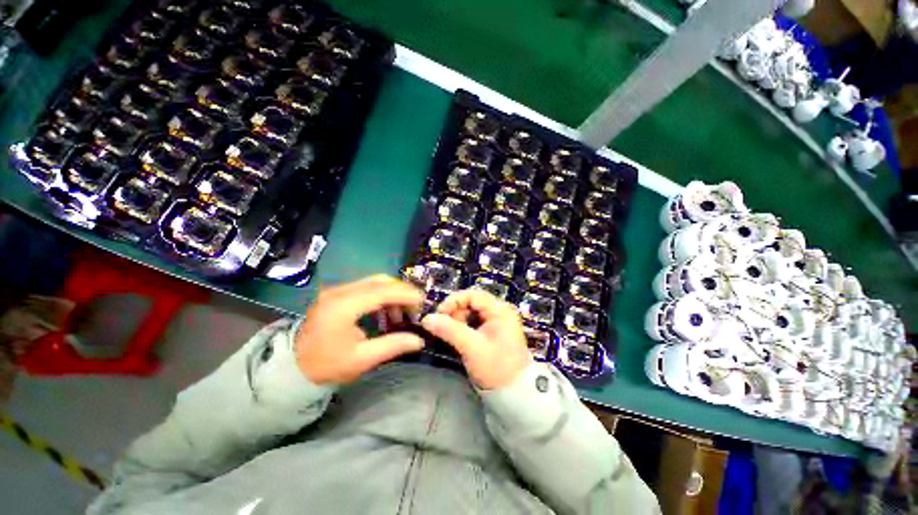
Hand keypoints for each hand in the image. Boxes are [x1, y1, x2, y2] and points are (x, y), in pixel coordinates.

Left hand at [295, 275, 424, 384]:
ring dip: (391, 293)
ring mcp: (336, 291)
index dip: (405, 294)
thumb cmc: (327, 366)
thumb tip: (419, 340)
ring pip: (373, 282)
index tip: (422, 300)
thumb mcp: (362, 359)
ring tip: (400, 314)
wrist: (293, 368)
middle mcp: (339, 292)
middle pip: (379, 281)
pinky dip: (380, 296)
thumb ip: (392, 346)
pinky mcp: (336, 294)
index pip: (382, 291)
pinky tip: (385, 312)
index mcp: (343, 307)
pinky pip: (365, 287)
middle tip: (414, 308)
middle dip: (401, 291)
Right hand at [421, 289, 531, 389]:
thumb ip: (450, 331)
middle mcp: (499, 311)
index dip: (454, 301)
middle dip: (455, 312)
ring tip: (452, 335)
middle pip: (471, 302)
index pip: (473, 295)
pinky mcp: (492, 330)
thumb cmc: (496, 368)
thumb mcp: (471, 348)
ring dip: (457, 320)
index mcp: (500, 310)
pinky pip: (473, 321)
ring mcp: (496, 320)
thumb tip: (427, 319)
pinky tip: (458, 337)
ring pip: (471, 311)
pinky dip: (463, 327)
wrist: (513, 392)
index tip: (439, 314)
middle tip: (444, 327)